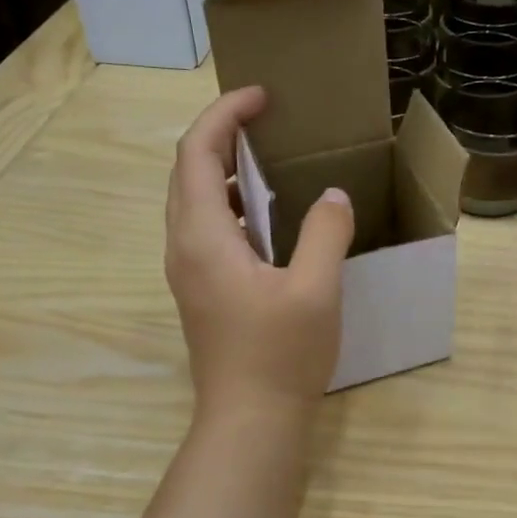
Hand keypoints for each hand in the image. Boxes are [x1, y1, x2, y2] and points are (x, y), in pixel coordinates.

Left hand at [165, 87, 353, 419]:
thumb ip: (324, 233)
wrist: (249, 420)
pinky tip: (267, 216)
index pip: (197, 153)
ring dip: (222, 170)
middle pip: (186, 171)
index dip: (224, 115)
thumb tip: (332, 197)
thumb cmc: (280, 354)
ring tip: (267, 159)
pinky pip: (205, 228)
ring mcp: (188, 271)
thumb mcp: (314, 289)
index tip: (261, 97)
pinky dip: (229, 203)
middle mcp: (184, 246)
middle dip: (219, 134)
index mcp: (204, 237)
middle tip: (264, 120)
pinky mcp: (200, 290)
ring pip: (192, 201)